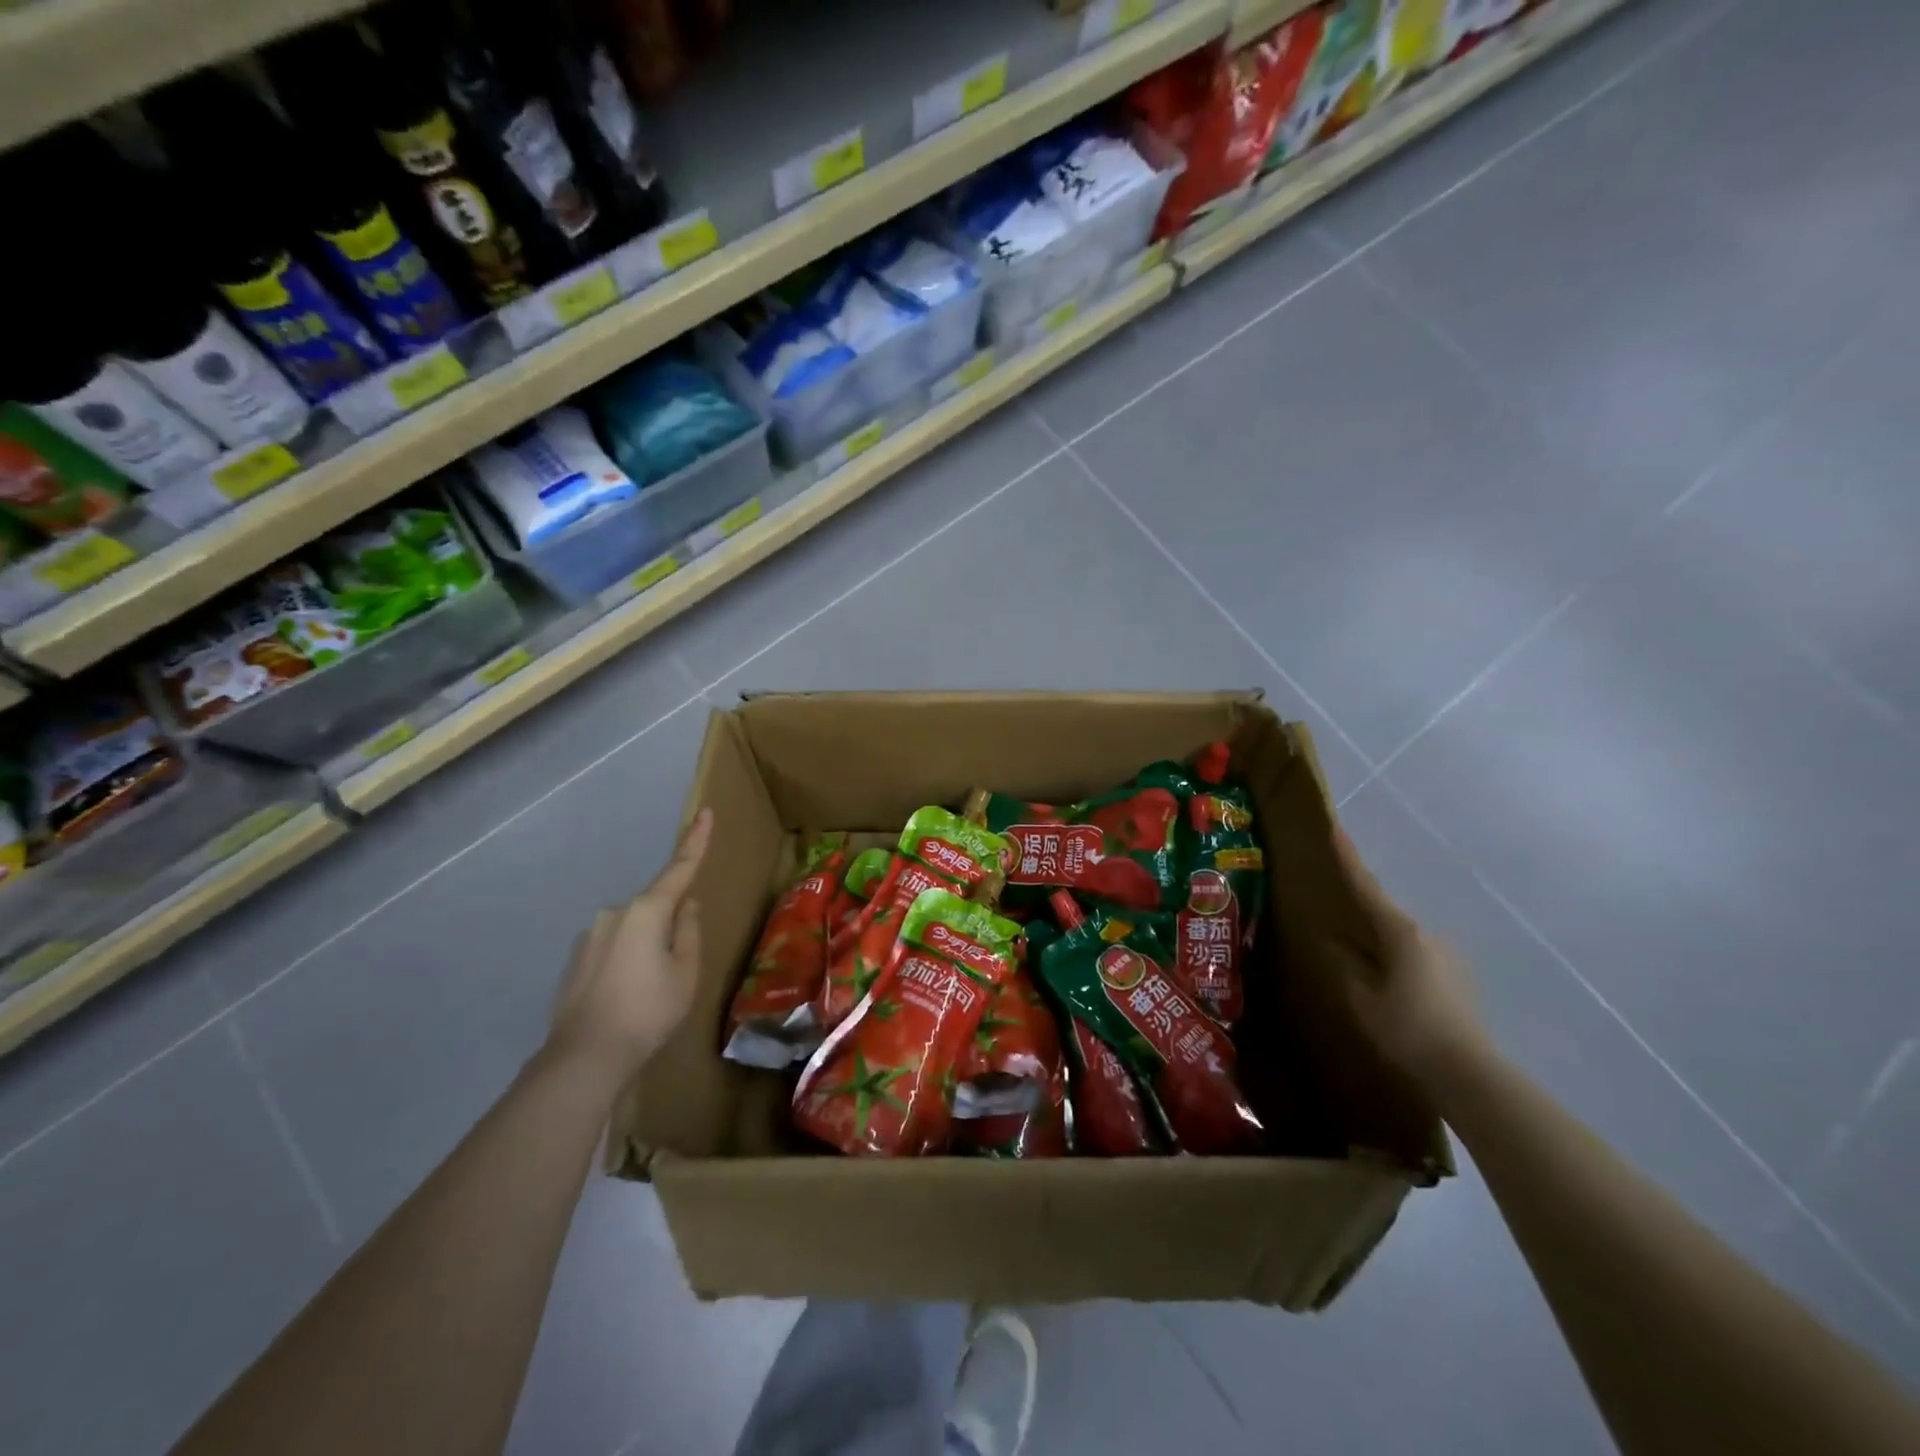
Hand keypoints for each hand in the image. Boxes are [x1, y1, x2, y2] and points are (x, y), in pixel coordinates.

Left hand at [545, 809, 712, 1085]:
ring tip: (650, 992)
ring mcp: (590, 935)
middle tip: (678, 969)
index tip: (705, 812)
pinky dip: (626, 962)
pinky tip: (626, 997)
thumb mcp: (687, 972)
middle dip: (671, 924)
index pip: (679, 868)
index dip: (695, 841)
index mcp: (647, 910)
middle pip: (656, 907)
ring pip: (634, 930)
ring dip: (647, 946)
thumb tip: (687, 907)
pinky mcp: (576, 959)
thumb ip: (690, 932)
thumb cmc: (649, 1011)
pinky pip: (614, 948)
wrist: (585, 1058)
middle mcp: (615, 913)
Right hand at [1331, 825, 1493, 1088]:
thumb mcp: (1359, 996)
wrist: (1472, 1078)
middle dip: (1358, 911)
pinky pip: (1416, 960)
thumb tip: (1328, 937)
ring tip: (1358, 962)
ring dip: (1379, 943)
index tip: (1332, 826)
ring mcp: (1448, 957)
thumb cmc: (1407, 1031)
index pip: (1364, 885)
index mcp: (1400, 931)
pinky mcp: (1460, 982)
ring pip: (1401, 939)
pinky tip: (1388, 988)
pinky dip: (1396, 963)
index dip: (1346, 856)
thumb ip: (1342, 962)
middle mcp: (1427, 934)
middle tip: (1331, 915)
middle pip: (1383, 913)